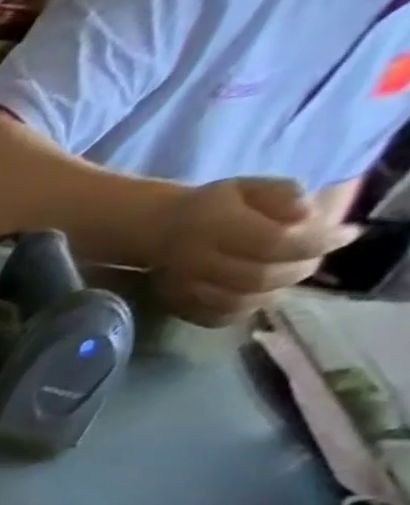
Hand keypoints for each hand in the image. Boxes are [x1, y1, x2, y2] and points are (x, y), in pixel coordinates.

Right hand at [151, 176, 358, 325]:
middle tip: (313, 258)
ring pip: (240, 301)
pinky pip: (218, 317)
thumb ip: (283, 196)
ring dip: (274, 290)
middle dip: (299, 269)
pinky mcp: (177, 306)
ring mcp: (182, 289)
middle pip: (259, 277)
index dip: (316, 242)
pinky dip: (245, 309)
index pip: (274, 242)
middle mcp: (194, 261)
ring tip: (284, 275)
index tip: (347, 235)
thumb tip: (308, 216)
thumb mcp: (252, 187)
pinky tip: (255, 294)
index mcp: (213, 227)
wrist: (157, 232)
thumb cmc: (213, 205)